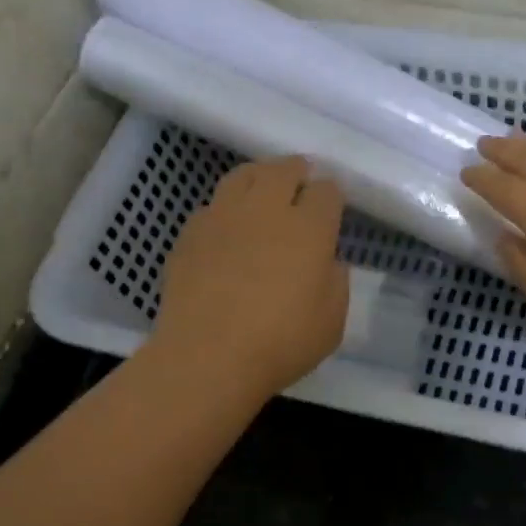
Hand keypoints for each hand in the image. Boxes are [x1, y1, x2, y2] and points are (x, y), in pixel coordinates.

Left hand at [152, 156, 349, 397]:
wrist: (208, 356)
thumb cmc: (282, 343)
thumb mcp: (332, 321)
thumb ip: (335, 281)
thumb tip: (326, 260)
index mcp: (309, 228)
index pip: (326, 190)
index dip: (332, 195)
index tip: (332, 208)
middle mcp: (266, 209)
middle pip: (283, 169)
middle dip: (297, 171)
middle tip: (301, 182)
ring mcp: (223, 217)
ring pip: (243, 175)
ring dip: (260, 177)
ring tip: (263, 190)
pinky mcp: (190, 233)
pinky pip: (213, 206)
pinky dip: (226, 209)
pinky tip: (228, 229)